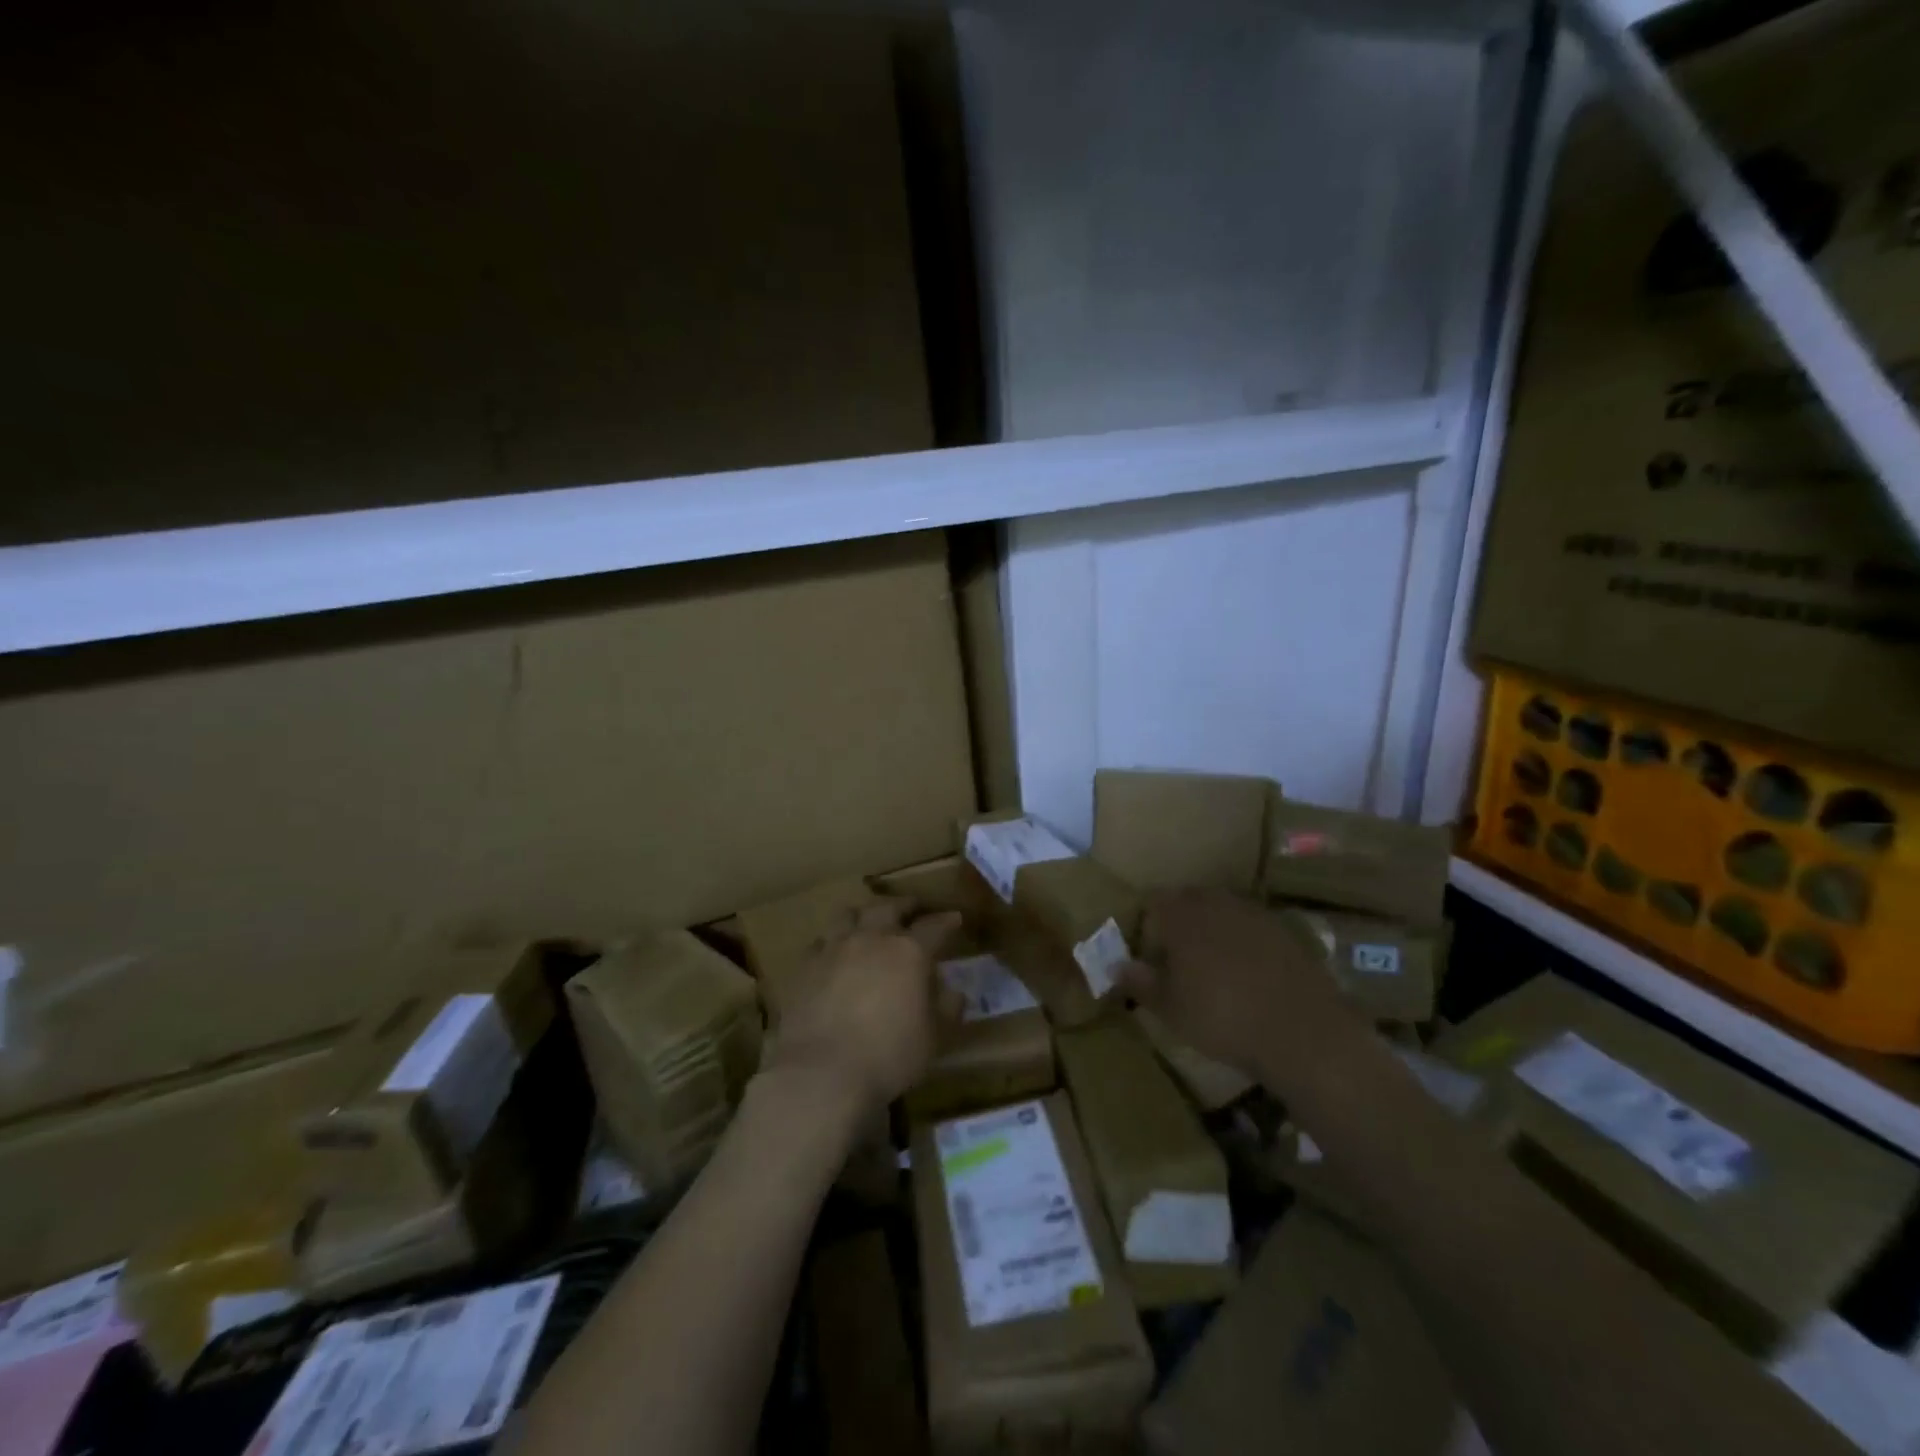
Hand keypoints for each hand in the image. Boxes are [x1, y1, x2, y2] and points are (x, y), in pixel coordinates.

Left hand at [761, 898, 962, 1117]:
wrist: (821, 1073)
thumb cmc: (888, 1056)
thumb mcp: (932, 1039)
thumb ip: (946, 1010)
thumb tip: (954, 993)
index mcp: (908, 952)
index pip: (934, 926)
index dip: (947, 921)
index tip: (954, 918)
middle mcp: (871, 939)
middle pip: (889, 907)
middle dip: (904, 905)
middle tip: (913, 908)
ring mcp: (834, 948)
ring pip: (849, 914)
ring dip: (864, 914)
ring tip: (869, 921)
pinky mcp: (805, 966)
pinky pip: (820, 941)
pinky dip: (832, 941)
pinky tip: (834, 952)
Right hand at [1119, 888, 1360, 1078]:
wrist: (1302, 1031)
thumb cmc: (1222, 1017)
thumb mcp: (1170, 1009)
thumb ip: (1140, 982)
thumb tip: (1117, 966)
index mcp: (1182, 914)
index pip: (1153, 902)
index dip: (1147, 925)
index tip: (1149, 955)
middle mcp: (1216, 901)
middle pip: (1188, 901)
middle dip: (1179, 924)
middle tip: (1177, 961)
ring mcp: (1255, 912)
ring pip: (1221, 912)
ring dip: (1212, 931)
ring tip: (1212, 968)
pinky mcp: (1285, 931)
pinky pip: (1251, 928)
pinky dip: (1243, 943)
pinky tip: (1247, 975)